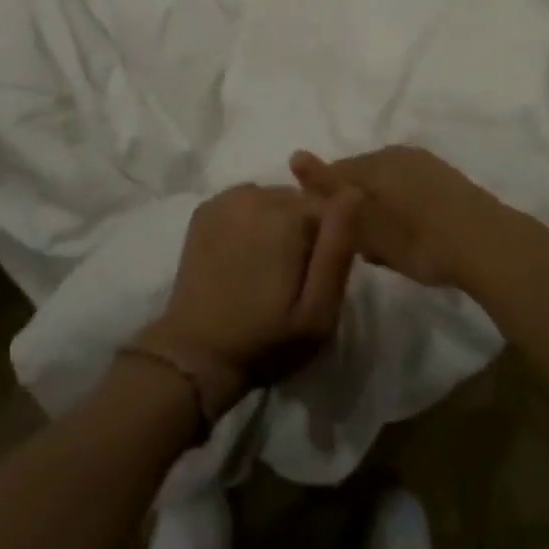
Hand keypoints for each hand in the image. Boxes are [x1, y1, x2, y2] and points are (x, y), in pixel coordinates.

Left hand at [143, 184, 362, 403]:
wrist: (195, 355)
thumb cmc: (266, 340)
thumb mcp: (318, 311)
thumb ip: (338, 249)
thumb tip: (353, 192)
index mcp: (288, 214)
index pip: (329, 208)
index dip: (328, 243)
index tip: (315, 278)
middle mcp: (257, 193)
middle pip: (298, 201)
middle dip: (301, 231)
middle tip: (289, 278)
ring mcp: (227, 198)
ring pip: (271, 200)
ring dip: (275, 224)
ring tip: (264, 269)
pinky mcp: (205, 209)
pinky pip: (243, 203)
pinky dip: (248, 221)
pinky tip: (240, 256)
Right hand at [290, 146, 509, 290]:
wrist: (487, 244)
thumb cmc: (420, 239)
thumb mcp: (368, 223)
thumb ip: (331, 192)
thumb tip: (294, 154)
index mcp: (375, 161)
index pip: (335, 174)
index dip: (329, 204)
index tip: (333, 235)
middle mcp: (396, 153)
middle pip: (360, 177)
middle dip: (355, 206)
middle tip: (363, 246)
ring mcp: (423, 162)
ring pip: (385, 183)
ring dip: (380, 208)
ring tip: (387, 245)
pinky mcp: (444, 177)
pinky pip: (408, 188)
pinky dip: (402, 208)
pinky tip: (412, 234)